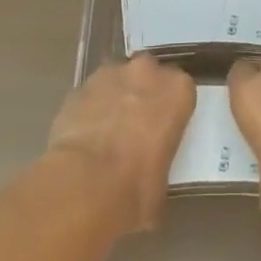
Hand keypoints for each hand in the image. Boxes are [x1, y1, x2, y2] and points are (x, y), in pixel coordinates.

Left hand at [46, 54, 194, 235]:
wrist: (83, 184)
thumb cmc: (135, 188)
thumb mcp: (162, 185)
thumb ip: (160, 163)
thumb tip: (149, 177)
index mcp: (178, 90)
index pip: (181, 91)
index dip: (171, 110)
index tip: (164, 130)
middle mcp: (147, 72)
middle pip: (148, 75)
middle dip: (143, 94)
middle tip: (136, 127)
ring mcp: (110, 75)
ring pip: (117, 79)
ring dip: (115, 97)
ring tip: (106, 132)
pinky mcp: (79, 86)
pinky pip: (90, 94)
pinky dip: (89, 109)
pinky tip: (84, 137)